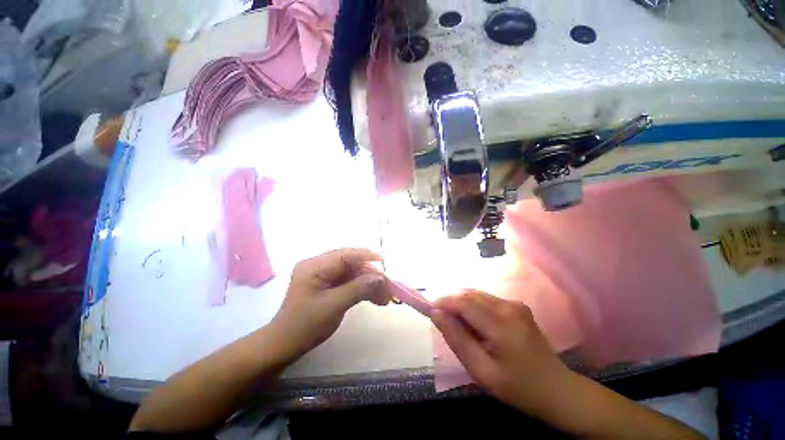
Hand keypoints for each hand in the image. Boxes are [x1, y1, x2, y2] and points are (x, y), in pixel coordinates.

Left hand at [270, 248, 388, 360]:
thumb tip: (381, 279)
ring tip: (385, 297)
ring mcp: (323, 274)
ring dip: (369, 283)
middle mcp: (318, 265)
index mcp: (314, 266)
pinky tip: (375, 298)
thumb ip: (358, 289)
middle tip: (387, 287)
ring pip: (353, 272)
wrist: (284, 345)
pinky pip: (349, 281)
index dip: (365, 255)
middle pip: (351, 263)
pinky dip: (362, 289)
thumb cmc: (304, 326)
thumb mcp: (333, 306)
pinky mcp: (327, 283)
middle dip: (371, 274)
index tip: (383, 262)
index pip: (344, 254)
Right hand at [431, 290, 572, 414]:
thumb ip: (457, 340)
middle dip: (452, 304)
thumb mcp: (482, 371)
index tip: (429, 310)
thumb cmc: (519, 388)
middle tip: (445, 324)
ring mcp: (515, 304)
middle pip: (469, 295)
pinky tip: (477, 326)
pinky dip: (474, 307)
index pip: (464, 303)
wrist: (558, 390)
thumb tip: (436, 314)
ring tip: (462, 327)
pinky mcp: (517, 305)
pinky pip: (486, 299)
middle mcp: (509, 307)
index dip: (443, 303)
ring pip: (476, 295)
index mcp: (502, 326)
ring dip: (462, 305)